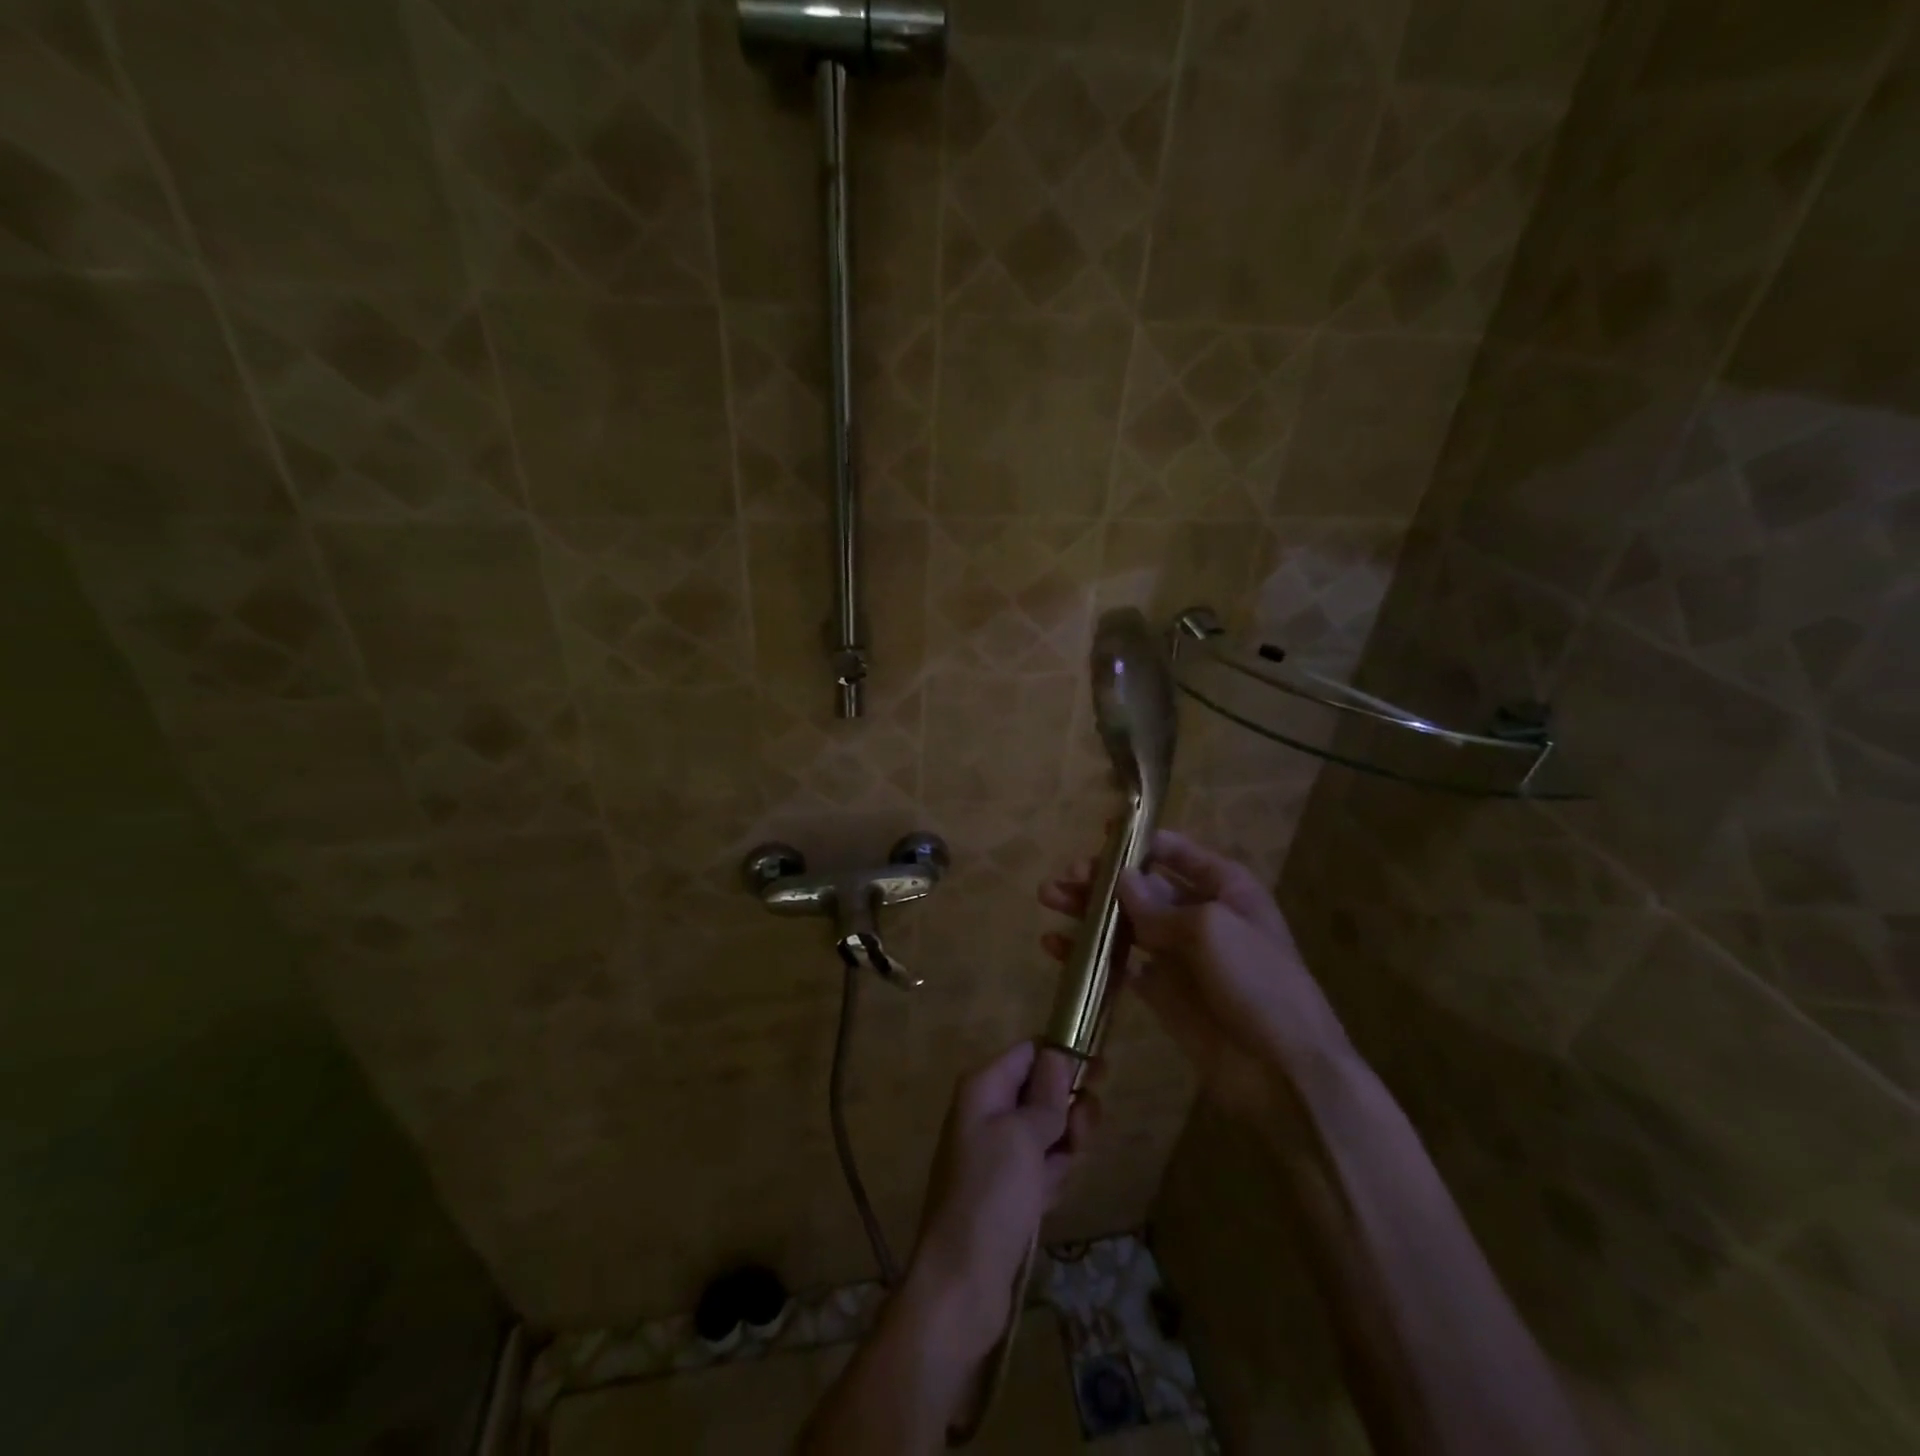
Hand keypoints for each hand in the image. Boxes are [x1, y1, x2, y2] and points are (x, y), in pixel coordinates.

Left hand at [905, 1042, 1095, 1362]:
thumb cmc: (991, 1194)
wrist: (963, 1280)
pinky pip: (1044, 1166)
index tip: (1100, 1070)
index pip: (1029, 1052)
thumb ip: (1045, 1095)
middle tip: (1080, 1134)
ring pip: (1049, 1131)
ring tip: (1058, 1172)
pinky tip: (1049, 1198)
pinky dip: (1054, 1176)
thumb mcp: (1022, 1135)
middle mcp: (989, 1112)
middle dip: (1068, 1109)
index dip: (1064, 1056)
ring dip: (1065, 1147)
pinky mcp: (1010, 1189)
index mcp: (984, 1088)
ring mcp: (999, 1152)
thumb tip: (1057, 1054)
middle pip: (1043, 1091)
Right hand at [1038, 830, 1348, 1119]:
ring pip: (1124, 922)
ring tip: (1048, 900)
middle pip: (1141, 886)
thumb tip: (1120, 879)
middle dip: (1101, 879)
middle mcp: (1199, 914)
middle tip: (1063, 879)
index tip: (1099, 836)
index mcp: (1224, 888)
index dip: (1138, 842)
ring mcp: (1178, 954)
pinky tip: (1056, 946)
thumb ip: (1157, 905)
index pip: (1175, 852)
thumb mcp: (1209, 929)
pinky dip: (1089, 953)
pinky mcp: (1160, 991)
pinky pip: (1119, 964)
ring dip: (1088, 911)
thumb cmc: (1257, 983)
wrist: (1284, 1072)